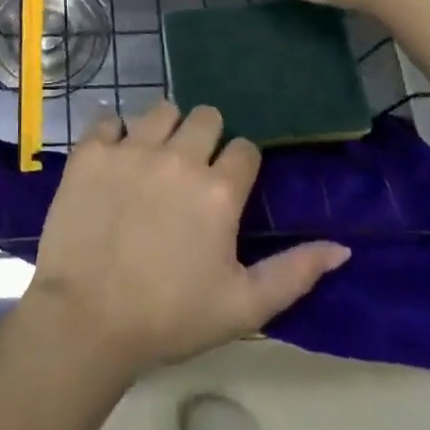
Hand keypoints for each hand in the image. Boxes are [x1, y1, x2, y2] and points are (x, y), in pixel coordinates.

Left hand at [25, 101, 349, 377]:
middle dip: (206, 137)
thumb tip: (341, 247)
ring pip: (160, 110)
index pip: (245, 148)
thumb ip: (295, 273)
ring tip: (154, 161)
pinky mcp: (91, 151)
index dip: (241, 165)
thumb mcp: (244, 307)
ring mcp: (131, 149)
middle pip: (206, 116)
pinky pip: (108, 120)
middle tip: (192, 170)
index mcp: (219, 190)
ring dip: (164, 129)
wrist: (87, 319)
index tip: (228, 187)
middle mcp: (178, 157)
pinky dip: (114, 135)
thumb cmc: (170, 317)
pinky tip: (114, 160)